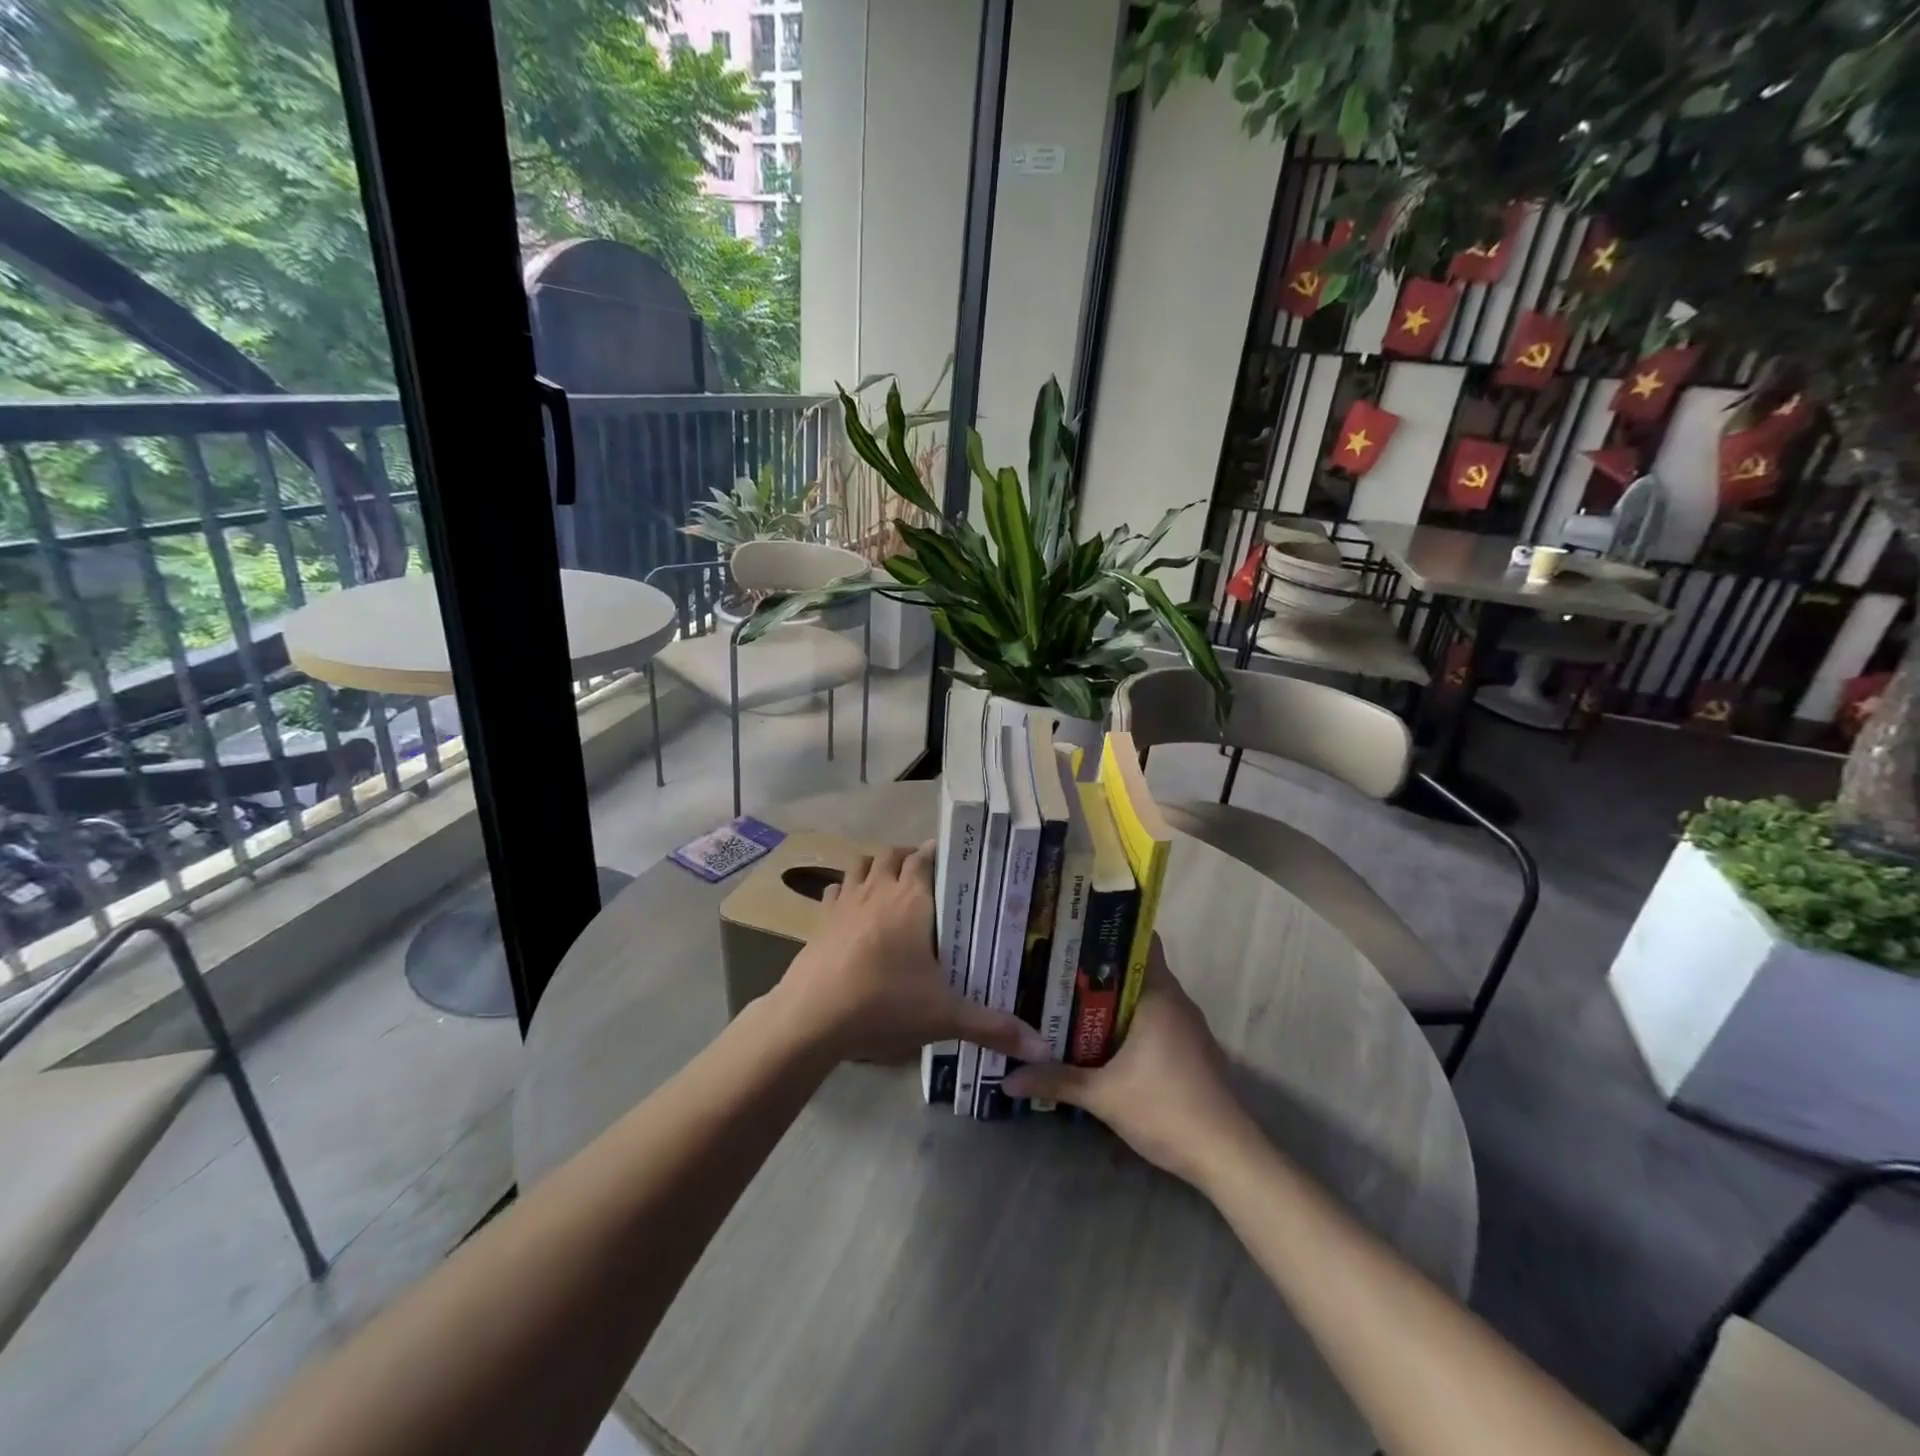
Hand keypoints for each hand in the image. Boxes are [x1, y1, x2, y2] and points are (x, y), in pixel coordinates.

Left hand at [772, 843, 1052, 1065]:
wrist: (812, 1016)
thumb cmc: (885, 1003)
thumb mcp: (945, 1016)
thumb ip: (993, 1027)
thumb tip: (1043, 1046)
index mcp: (912, 898)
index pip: (926, 857)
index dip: (940, 853)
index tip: (958, 862)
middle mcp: (879, 889)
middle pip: (893, 854)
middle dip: (910, 858)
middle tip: (928, 878)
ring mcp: (845, 901)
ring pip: (861, 865)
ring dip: (877, 867)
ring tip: (891, 886)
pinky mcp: (820, 920)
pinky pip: (835, 890)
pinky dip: (847, 891)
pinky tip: (854, 911)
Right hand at [1004, 941, 1253, 1184]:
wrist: (1226, 1156)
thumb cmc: (1165, 1109)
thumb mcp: (1102, 1095)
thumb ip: (1056, 1081)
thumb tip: (1007, 1078)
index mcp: (1159, 995)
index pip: (1141, 941)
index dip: (1110, 931)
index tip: (1075, 932)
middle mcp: (1177, 1001)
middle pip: (1137, 969)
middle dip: (1100, 968)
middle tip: (1059, 967)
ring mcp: (1188, 1027)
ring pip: (1146, 997)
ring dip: (1115, 998)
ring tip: (1071, 998)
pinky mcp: (1192, 1051)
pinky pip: (1156, 1020)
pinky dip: (1131, 1022)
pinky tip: (1103, 1038)